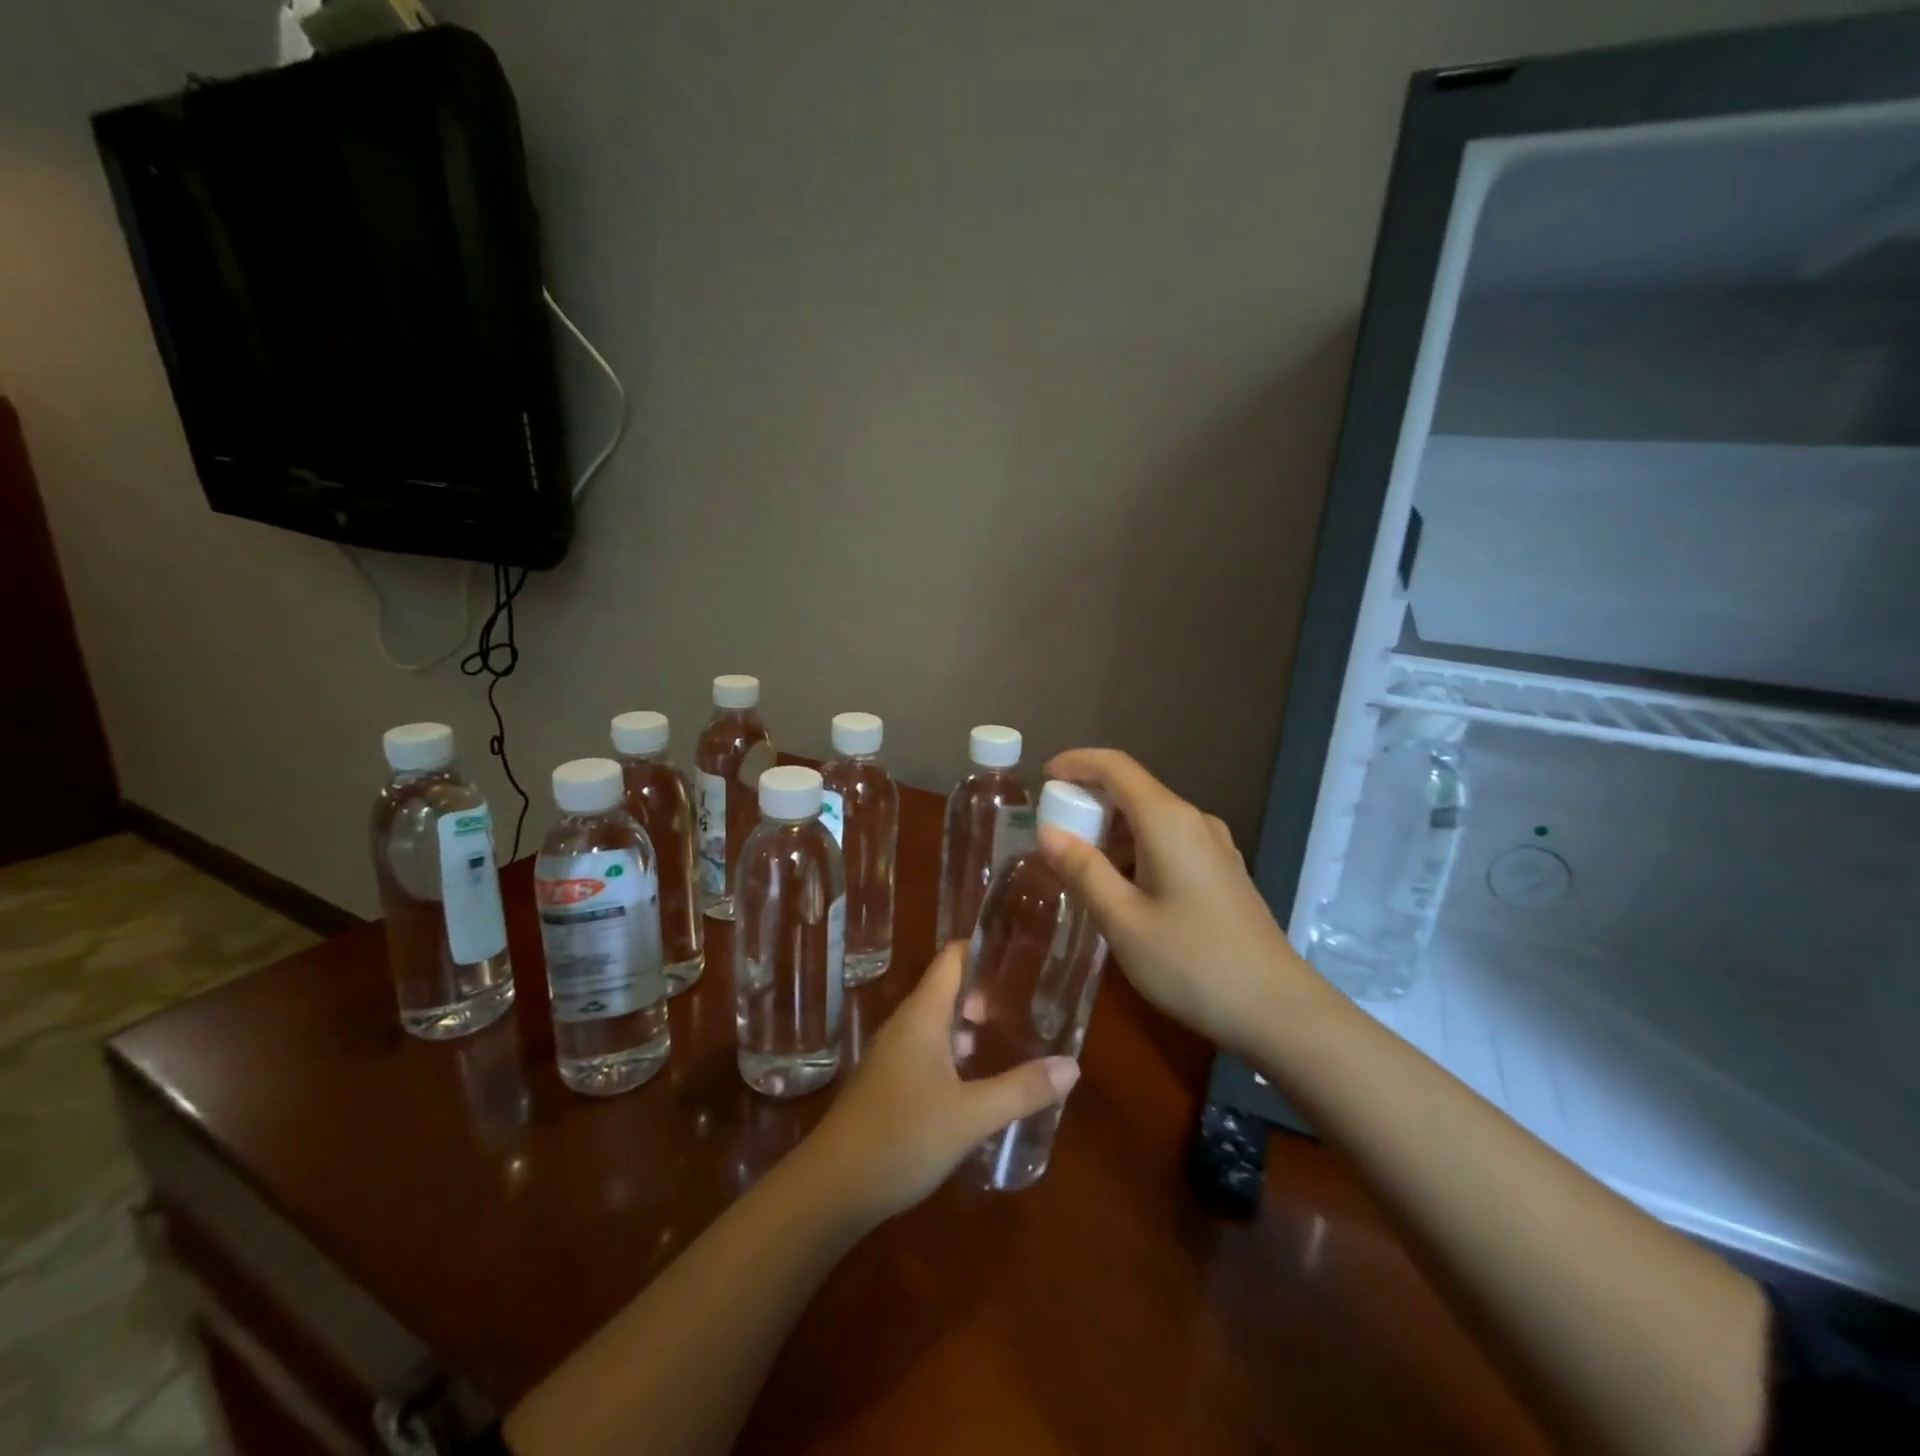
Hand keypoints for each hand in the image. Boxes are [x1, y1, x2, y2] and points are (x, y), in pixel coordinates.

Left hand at [806, 942, 1078, 1223]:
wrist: (832, 1188)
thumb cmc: (902, 1137)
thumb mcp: (970, 1115)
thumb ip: (1021, 1089)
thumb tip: (1072, 1065)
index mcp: (922, 1016)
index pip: (951, 959)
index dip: (982, 950)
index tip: (1020, 956)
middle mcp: (904, 1025)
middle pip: (946, 989)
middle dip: (984, 992)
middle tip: (1027, 1004)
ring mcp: (892, 1055)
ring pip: (936, 1023)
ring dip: (969, 1025)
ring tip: (1010, 1037)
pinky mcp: (887, 1083)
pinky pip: (926, 1050)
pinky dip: (953, 1052)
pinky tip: (976, 1080)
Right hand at [1039, 748, 1318, 1058]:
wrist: (1278, 1009)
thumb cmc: (1192, 962)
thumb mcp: (1123, 920)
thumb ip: (1083, 870)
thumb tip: (1048, 832)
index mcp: (1167, 821)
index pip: (1115, 767)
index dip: (1076, 763)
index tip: (1043, 777)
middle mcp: (1194, 820)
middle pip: (1133, 789)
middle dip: (1089, 799)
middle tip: (1053, 830)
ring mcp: (1215, 845)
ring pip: (1152, 818)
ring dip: (1113, 828)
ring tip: (1080, 862)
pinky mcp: (1223, 871)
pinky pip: (1170, 840)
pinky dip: (1136, 847)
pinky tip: (1123, 884)